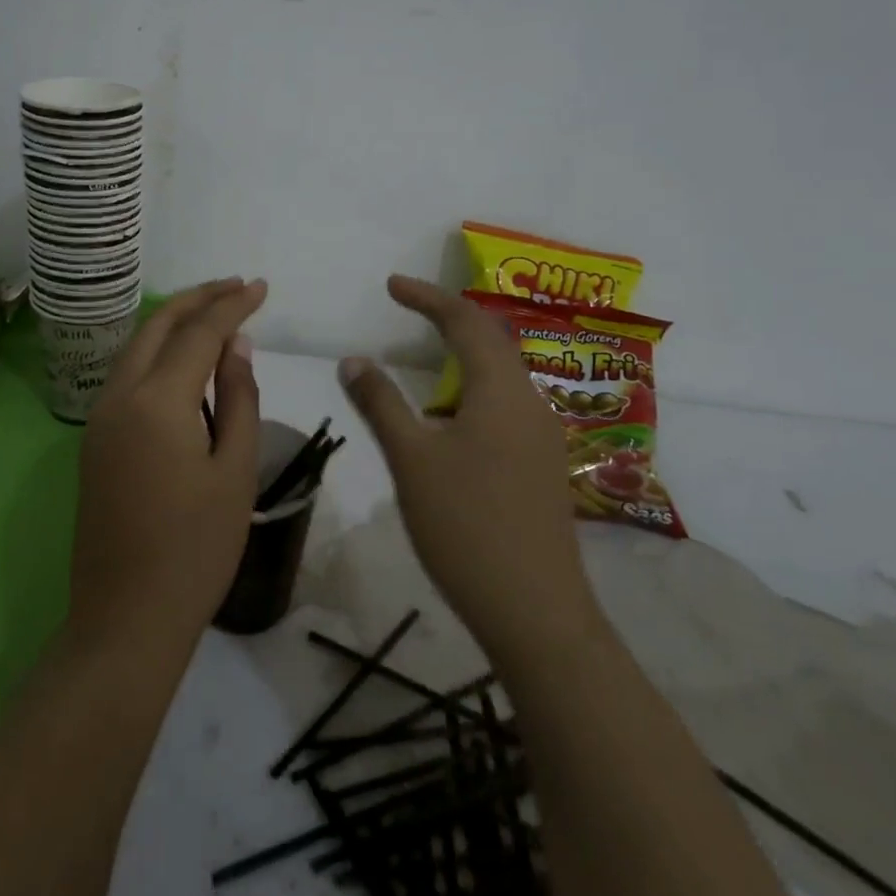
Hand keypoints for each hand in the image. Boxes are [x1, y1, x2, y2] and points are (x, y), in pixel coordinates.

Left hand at [68, 278, 266, 657]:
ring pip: (135, 348)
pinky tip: (184, 363)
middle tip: (235, 287)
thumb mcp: (235, 471)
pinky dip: (157, 354)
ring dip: (173, 323)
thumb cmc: (196, 549)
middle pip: (156, 326)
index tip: (260, 287)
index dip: (232, 305)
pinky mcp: (94, 441)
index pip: (199, 333)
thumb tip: (236, 346)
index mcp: (156, 402)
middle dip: (196, 300)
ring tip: (214, 314)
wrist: (127, 617)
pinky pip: (127, 376)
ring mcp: (99, 419)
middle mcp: (118, 397)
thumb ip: (237, 399)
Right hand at [338, 275, 595, 664]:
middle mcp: (530, 402)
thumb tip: (353, 359)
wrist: (535, 610)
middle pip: (492, 340)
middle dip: (450, 317)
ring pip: (502, 375)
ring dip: (465, 355)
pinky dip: (474, 390)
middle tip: (409, 307)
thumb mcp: (411, 459)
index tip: (392, 285)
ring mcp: (542, 436)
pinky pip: (506, 405)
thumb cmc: (466, 525)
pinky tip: (450, 418)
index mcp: (501, 390)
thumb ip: (381, 403)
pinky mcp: (541, 466)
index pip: (465, 321)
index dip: (427, 297)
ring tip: (427, 355)